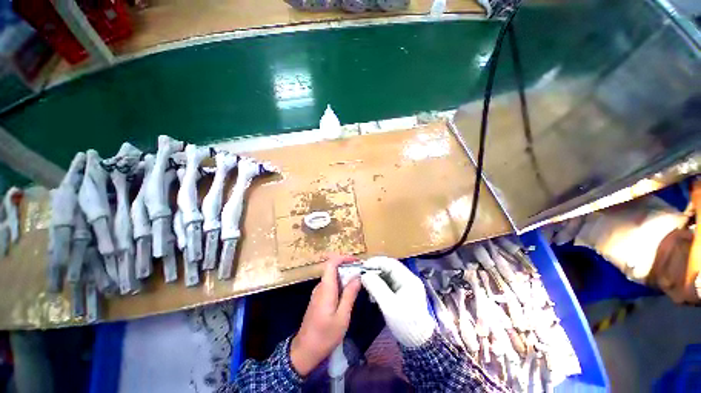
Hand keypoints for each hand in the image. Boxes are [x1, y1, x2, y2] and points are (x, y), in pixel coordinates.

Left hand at [290, 255, 361, 376]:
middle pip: (333, 269)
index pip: (331, 263)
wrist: (304, 351)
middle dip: (348, 267)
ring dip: (345, 276)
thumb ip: (350, 295)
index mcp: (326, 288)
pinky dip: (340, 284)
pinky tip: (348, 292)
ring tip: (358, 282)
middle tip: (362, 273)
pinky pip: (330, 285)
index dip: (344, 258)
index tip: (357, 261)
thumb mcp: (342, 317)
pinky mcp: (318, 299)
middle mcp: (320, 287)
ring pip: (332, 277)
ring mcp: (318, 293)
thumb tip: (358, 277)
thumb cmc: (325, 335)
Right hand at [361, 257, 435, 347]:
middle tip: (361, 275)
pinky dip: (379, 285)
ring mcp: (406, 285)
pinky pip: (388, 283)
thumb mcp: (389, 306)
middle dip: (374, 270)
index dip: (375, 262)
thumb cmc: (406, 324)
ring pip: (387, 275)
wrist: (419, 343)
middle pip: (389, 268)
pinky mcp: (402, 293)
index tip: (362, 267)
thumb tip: (364, 275)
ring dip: (376, 278)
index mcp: (409, 279)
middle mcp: (408, 279)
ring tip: (365, 284)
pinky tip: (372, 293)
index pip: (390, 263)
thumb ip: (376, 288)